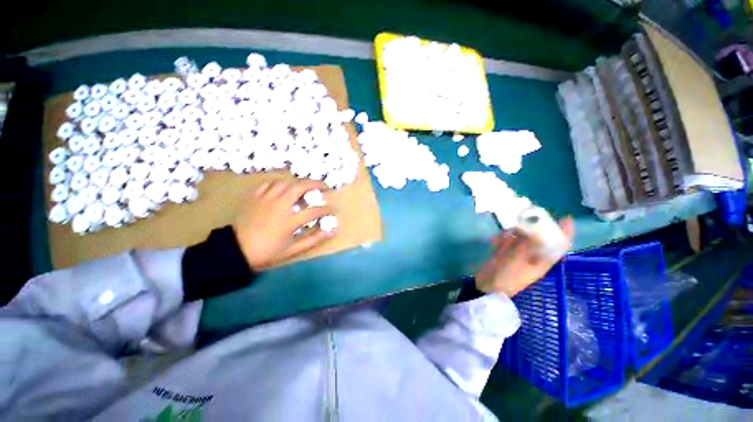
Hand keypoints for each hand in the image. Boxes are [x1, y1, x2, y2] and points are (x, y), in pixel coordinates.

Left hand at [233, 180, 335, 269]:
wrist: (235, 250)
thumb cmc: (266, 251)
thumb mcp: (292, 250)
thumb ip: (313, 239)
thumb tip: (331, 231)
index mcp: (289, 221)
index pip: (314, 211)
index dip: (327, 209)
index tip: (333, 210)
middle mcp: (279, 205)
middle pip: (300, 187)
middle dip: (315, 184)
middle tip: (323, 186)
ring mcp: (266, 199)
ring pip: (286, 182)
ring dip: (299, 182)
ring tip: (306, 186)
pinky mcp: (255, 197)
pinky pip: (270, 183)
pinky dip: (281, 183)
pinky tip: (284, 187)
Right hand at [475, 217, 574, 296]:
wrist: (487, 286)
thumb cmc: (506, 277)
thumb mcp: (518, 261)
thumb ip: (528, 245)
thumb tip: (539, 230)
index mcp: (542, 261)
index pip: (558, 245)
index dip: (564, 232)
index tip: (565, 217)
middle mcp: (533, 255)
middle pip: (540, 237)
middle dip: (534, 227)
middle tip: (526, 217)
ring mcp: (518, 253)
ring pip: (522, 236)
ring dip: (515, 233)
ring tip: (506, 235)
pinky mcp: (506, 252)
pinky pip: (508, 240)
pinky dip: (503, 238)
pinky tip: (496, 243)